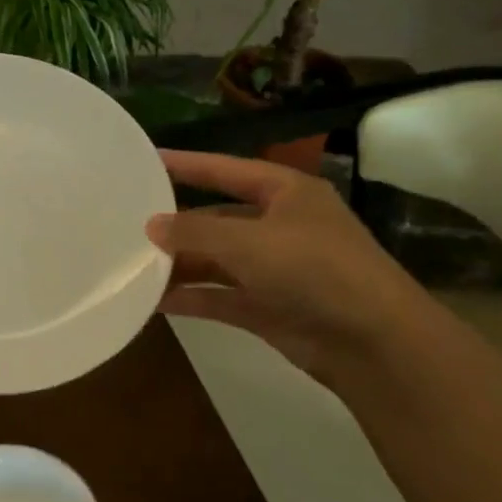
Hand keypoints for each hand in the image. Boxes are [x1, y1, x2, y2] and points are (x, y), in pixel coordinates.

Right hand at [146, 151, 429, 378]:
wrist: (374, 341)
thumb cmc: (314, 269)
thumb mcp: (248, 241)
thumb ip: (193, 232)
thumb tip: (150, 225)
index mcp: (286, 194)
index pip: (226, 170)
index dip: (187, 164)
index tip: (145, 160)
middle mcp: (279, 227)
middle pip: (216, 219)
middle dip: (176, 226)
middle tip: (127, 226)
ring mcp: (274, 269)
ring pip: (215, 260)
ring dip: (178, 265)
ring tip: (132, 266)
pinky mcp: (268, 307)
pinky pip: (219, 296)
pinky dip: (191, 297)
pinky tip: (154, 301)